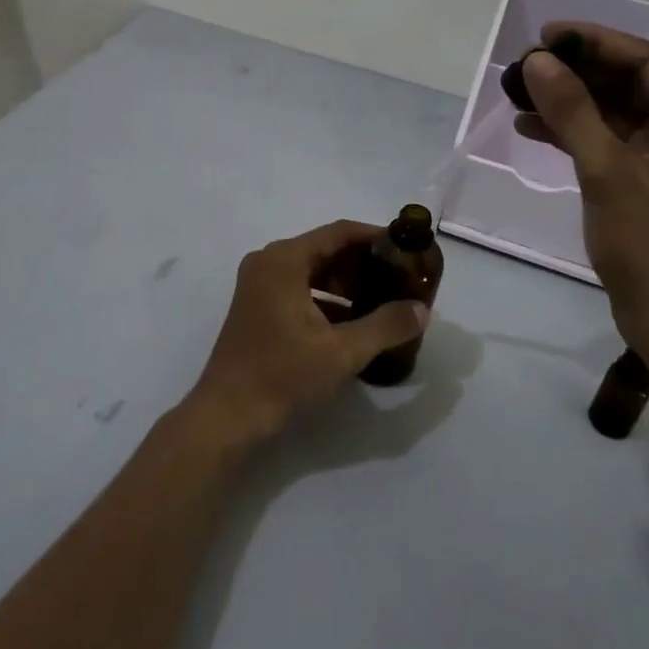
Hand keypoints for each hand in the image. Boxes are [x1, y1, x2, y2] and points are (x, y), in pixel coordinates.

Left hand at [187, 221, 428, 444]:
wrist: (227, 415)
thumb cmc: (282, 374)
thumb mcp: (341, 351)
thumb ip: (385, 326)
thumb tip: (422, 310)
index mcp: (285, 259)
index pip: (339, 233)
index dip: (375, 238)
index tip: (406, 249)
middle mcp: (269, 262)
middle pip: (325, 249)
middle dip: (363, 264)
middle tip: (400, 279)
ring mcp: (259, 284)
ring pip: (313, 271)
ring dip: (346, 284)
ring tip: (384, 301)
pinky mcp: (257, 306)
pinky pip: (300, 289)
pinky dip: (327, 299)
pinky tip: (354, 322)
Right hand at [519, 23, 648, 360]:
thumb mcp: (609, 173)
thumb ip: (572, 112)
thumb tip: (536, 61)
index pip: (646, 61)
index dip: (594, 42)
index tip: (544, 35)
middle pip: (629, 84)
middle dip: (576, 73)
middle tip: (524, 65)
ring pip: (615, 114)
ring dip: (570, 103)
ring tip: (519, 92)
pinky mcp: (648, 183)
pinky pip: (609, 144)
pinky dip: (574, 135)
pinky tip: (531, 128)